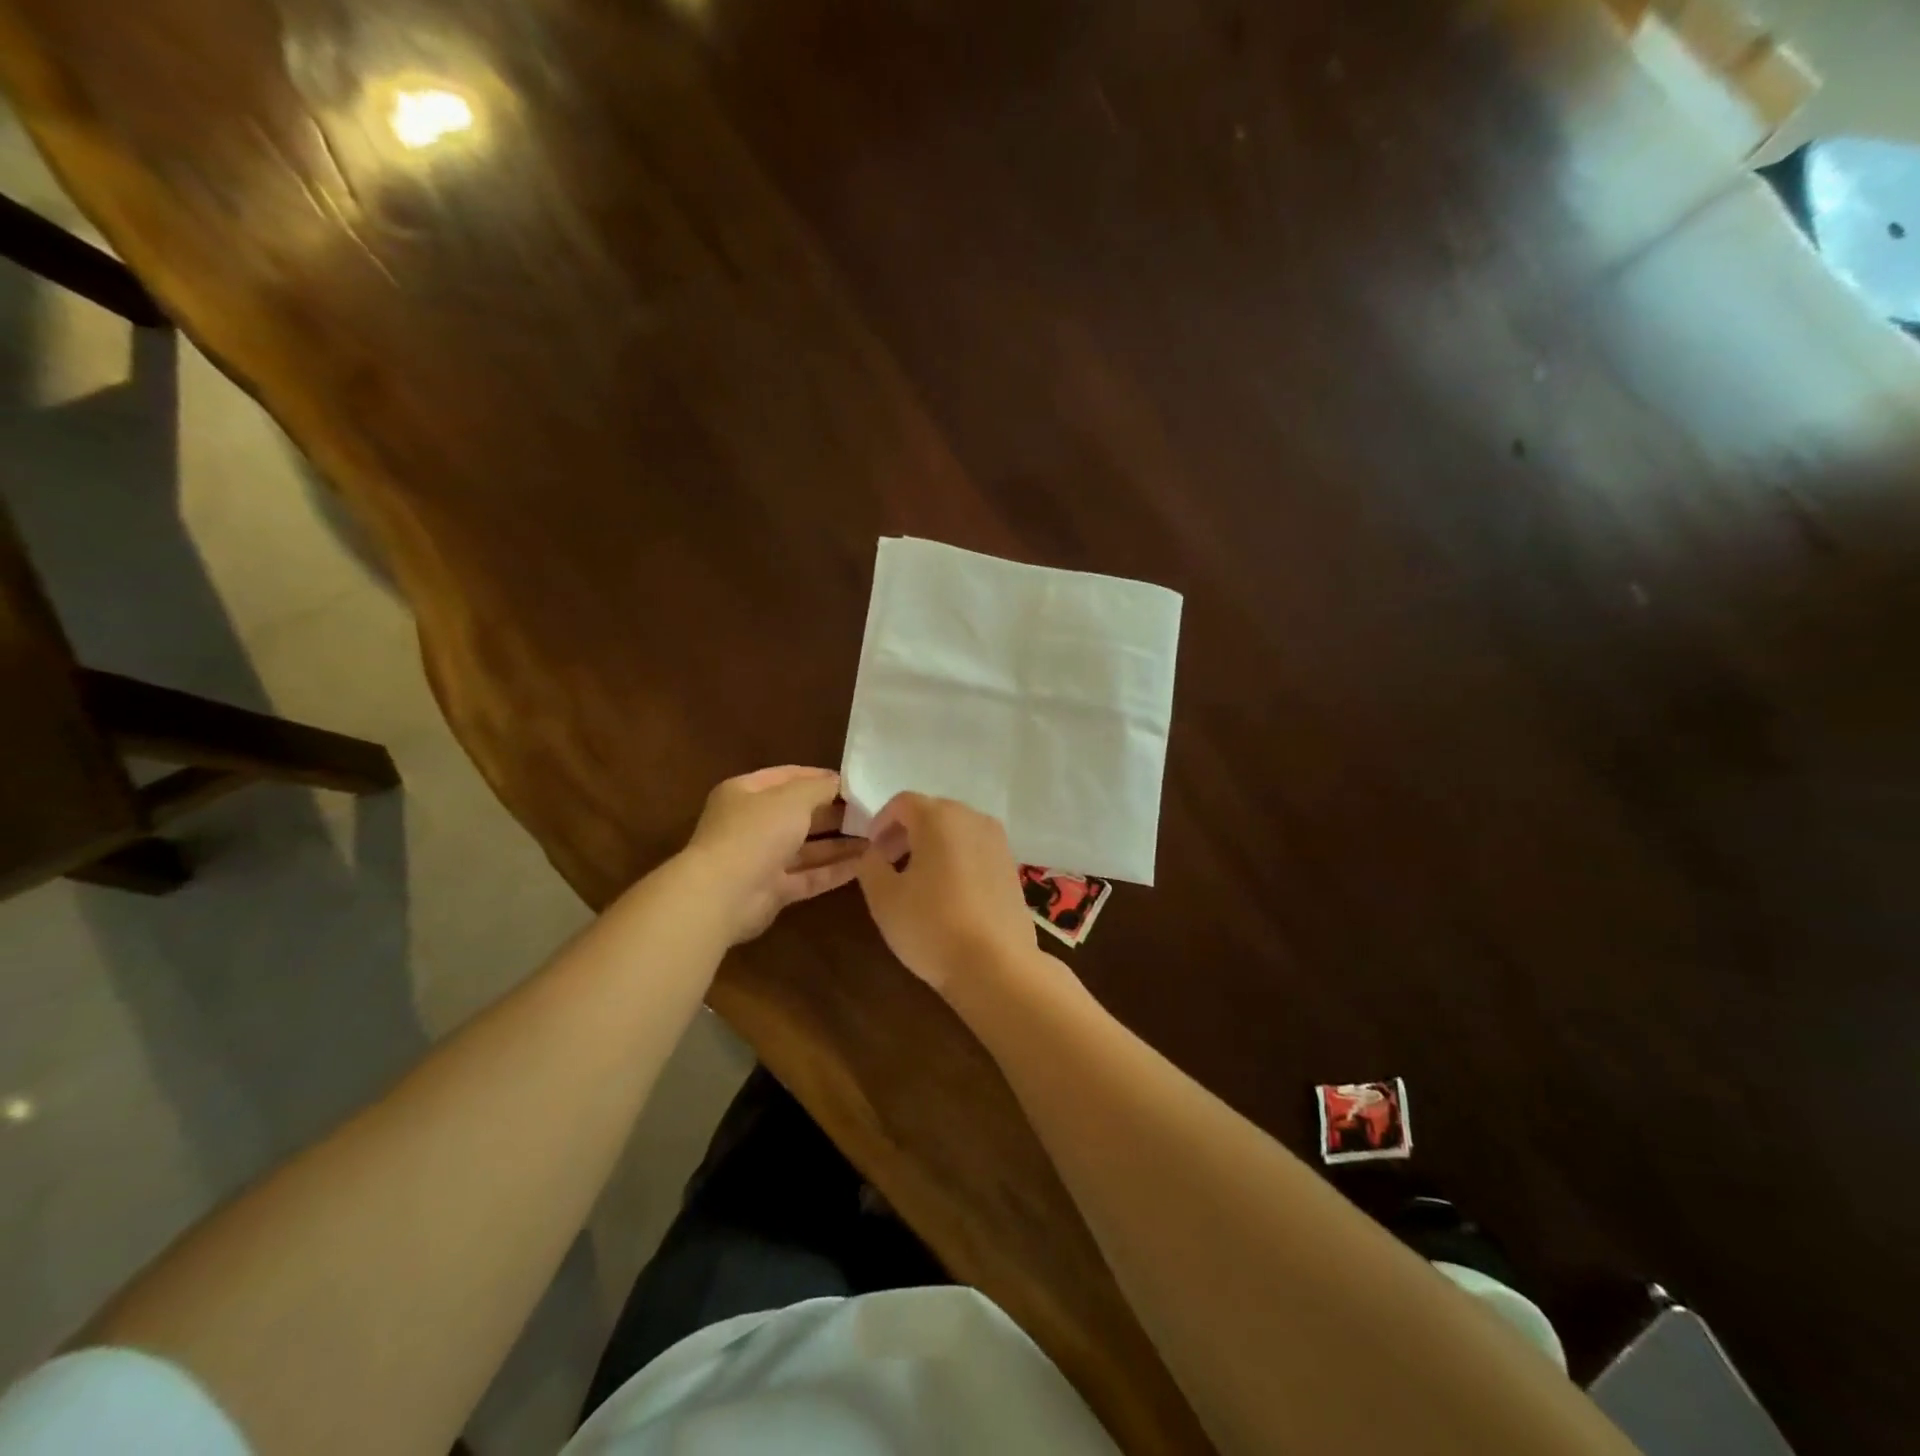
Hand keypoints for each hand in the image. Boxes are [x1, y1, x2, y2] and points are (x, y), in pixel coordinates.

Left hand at [683, 767, 864, 943]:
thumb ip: (819, 787)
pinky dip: (834, 870)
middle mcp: (751, 824)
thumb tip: (838, 782)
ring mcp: (761, 859)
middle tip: (870, 811)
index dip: (819, 777)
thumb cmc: (756, 832)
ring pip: (806, 848)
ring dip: (839, 844)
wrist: (723, 895)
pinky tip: (865, 864)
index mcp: (745, 793)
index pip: (786, 777)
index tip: (854, 782)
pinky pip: (809, 876)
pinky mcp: (772, 890)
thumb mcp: (792, 798)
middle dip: (833, 813)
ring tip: (875, 838)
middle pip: (798, 814)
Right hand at [857, 793, 1038, 993]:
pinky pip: (975, 849)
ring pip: (956, 830)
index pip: (903, 802)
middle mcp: (973, 818)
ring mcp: (998, 841)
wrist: (996, 965)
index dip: (881, 822)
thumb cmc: (931, 925)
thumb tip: (875, 851)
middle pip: (932, 812)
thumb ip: (870, 864)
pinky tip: (949, 893)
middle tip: (890, 864)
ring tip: (918, 881)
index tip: (872, 851)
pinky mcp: (1012, 865)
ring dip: (933, 846)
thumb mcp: (883, 897)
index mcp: (939, 817)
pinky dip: (957, 858)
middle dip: (906, 833)